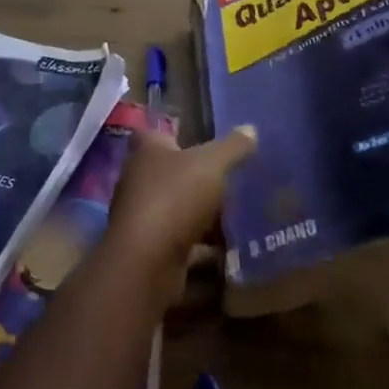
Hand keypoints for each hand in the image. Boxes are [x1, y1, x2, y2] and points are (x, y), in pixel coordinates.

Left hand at [105, 125, 256, 307]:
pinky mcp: (150, 249)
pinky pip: (183, 244)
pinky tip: (231, 253)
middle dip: (198, 179)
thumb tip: (250, 128)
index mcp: (147, 152)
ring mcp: (143, 216)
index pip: (156, 134)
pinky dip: (204, 249)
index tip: (203, 140)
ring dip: (203, 217)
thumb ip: (232, 148)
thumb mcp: (211, 165)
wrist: (147, 260)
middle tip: (233, 181)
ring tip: (239, 218)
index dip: (177, 134)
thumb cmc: (174, 197)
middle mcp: (139, 180)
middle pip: (170, 174)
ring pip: (177, 210)